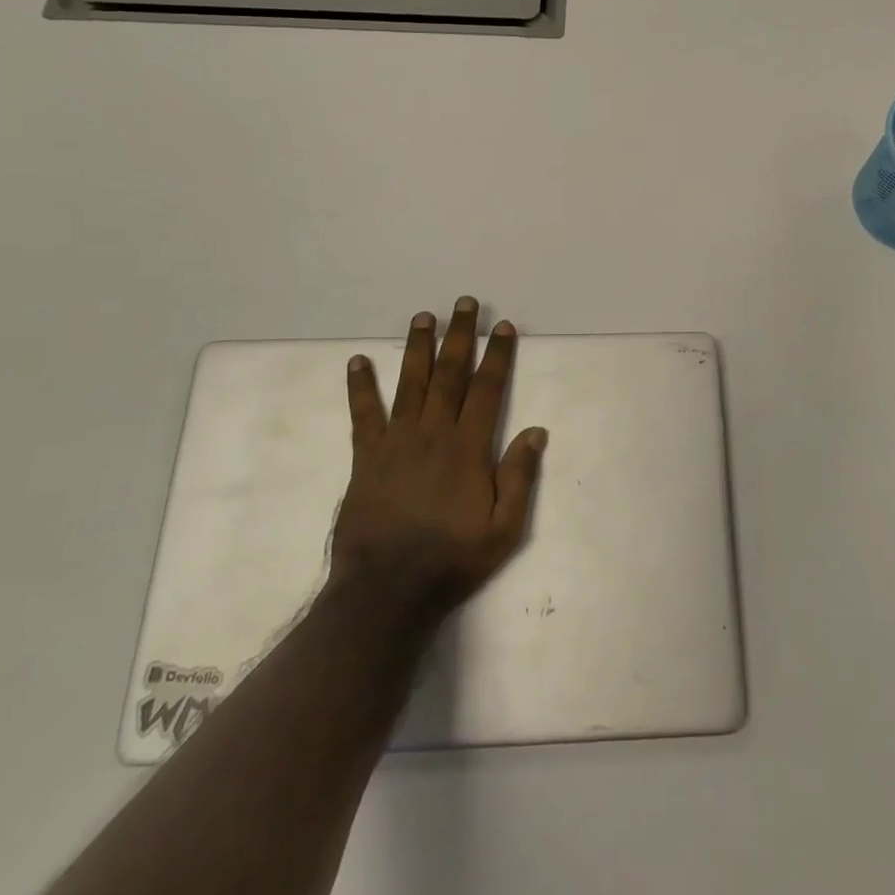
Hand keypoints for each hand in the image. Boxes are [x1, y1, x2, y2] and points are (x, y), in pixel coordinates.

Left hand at [329, 298, 547, 625]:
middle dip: (459, 336)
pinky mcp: (367, 457)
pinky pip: (364, 414)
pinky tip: (358, 361)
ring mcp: (397, 442)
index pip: (487, 389)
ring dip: (418, 348)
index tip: (502, 327)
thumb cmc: (452, 559)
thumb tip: (536, 431)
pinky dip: (361, 386)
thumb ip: (519, 477)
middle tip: (464, 303)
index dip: (497, 355)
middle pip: (450, 374)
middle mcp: (433, 433)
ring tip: (422, 316)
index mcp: (468, 447)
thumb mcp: (504, 529)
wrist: (387, 590)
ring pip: (410, 383)